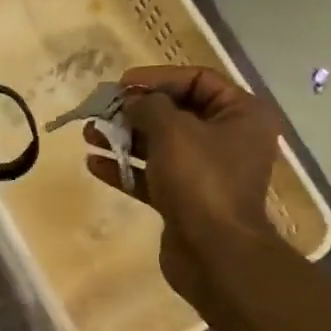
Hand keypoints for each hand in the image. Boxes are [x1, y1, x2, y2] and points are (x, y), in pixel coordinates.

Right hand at [84, 65, 287, 303]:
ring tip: (89, 135)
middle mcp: (228, 140)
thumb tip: (133, 101)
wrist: (214, 252)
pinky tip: (95, 164)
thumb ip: (149, 107)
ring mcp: (206, 173)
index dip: (158, 78)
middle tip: (101, 110)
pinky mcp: (185, 200)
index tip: (122, 84)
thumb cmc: (201, 180)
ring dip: (124, 139)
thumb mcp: (173, 131)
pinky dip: (126, 169)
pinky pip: (153, 176)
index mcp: (241, 115)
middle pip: (176, 113)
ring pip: (160, 146)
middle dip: (135, 111)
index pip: (197, 80)